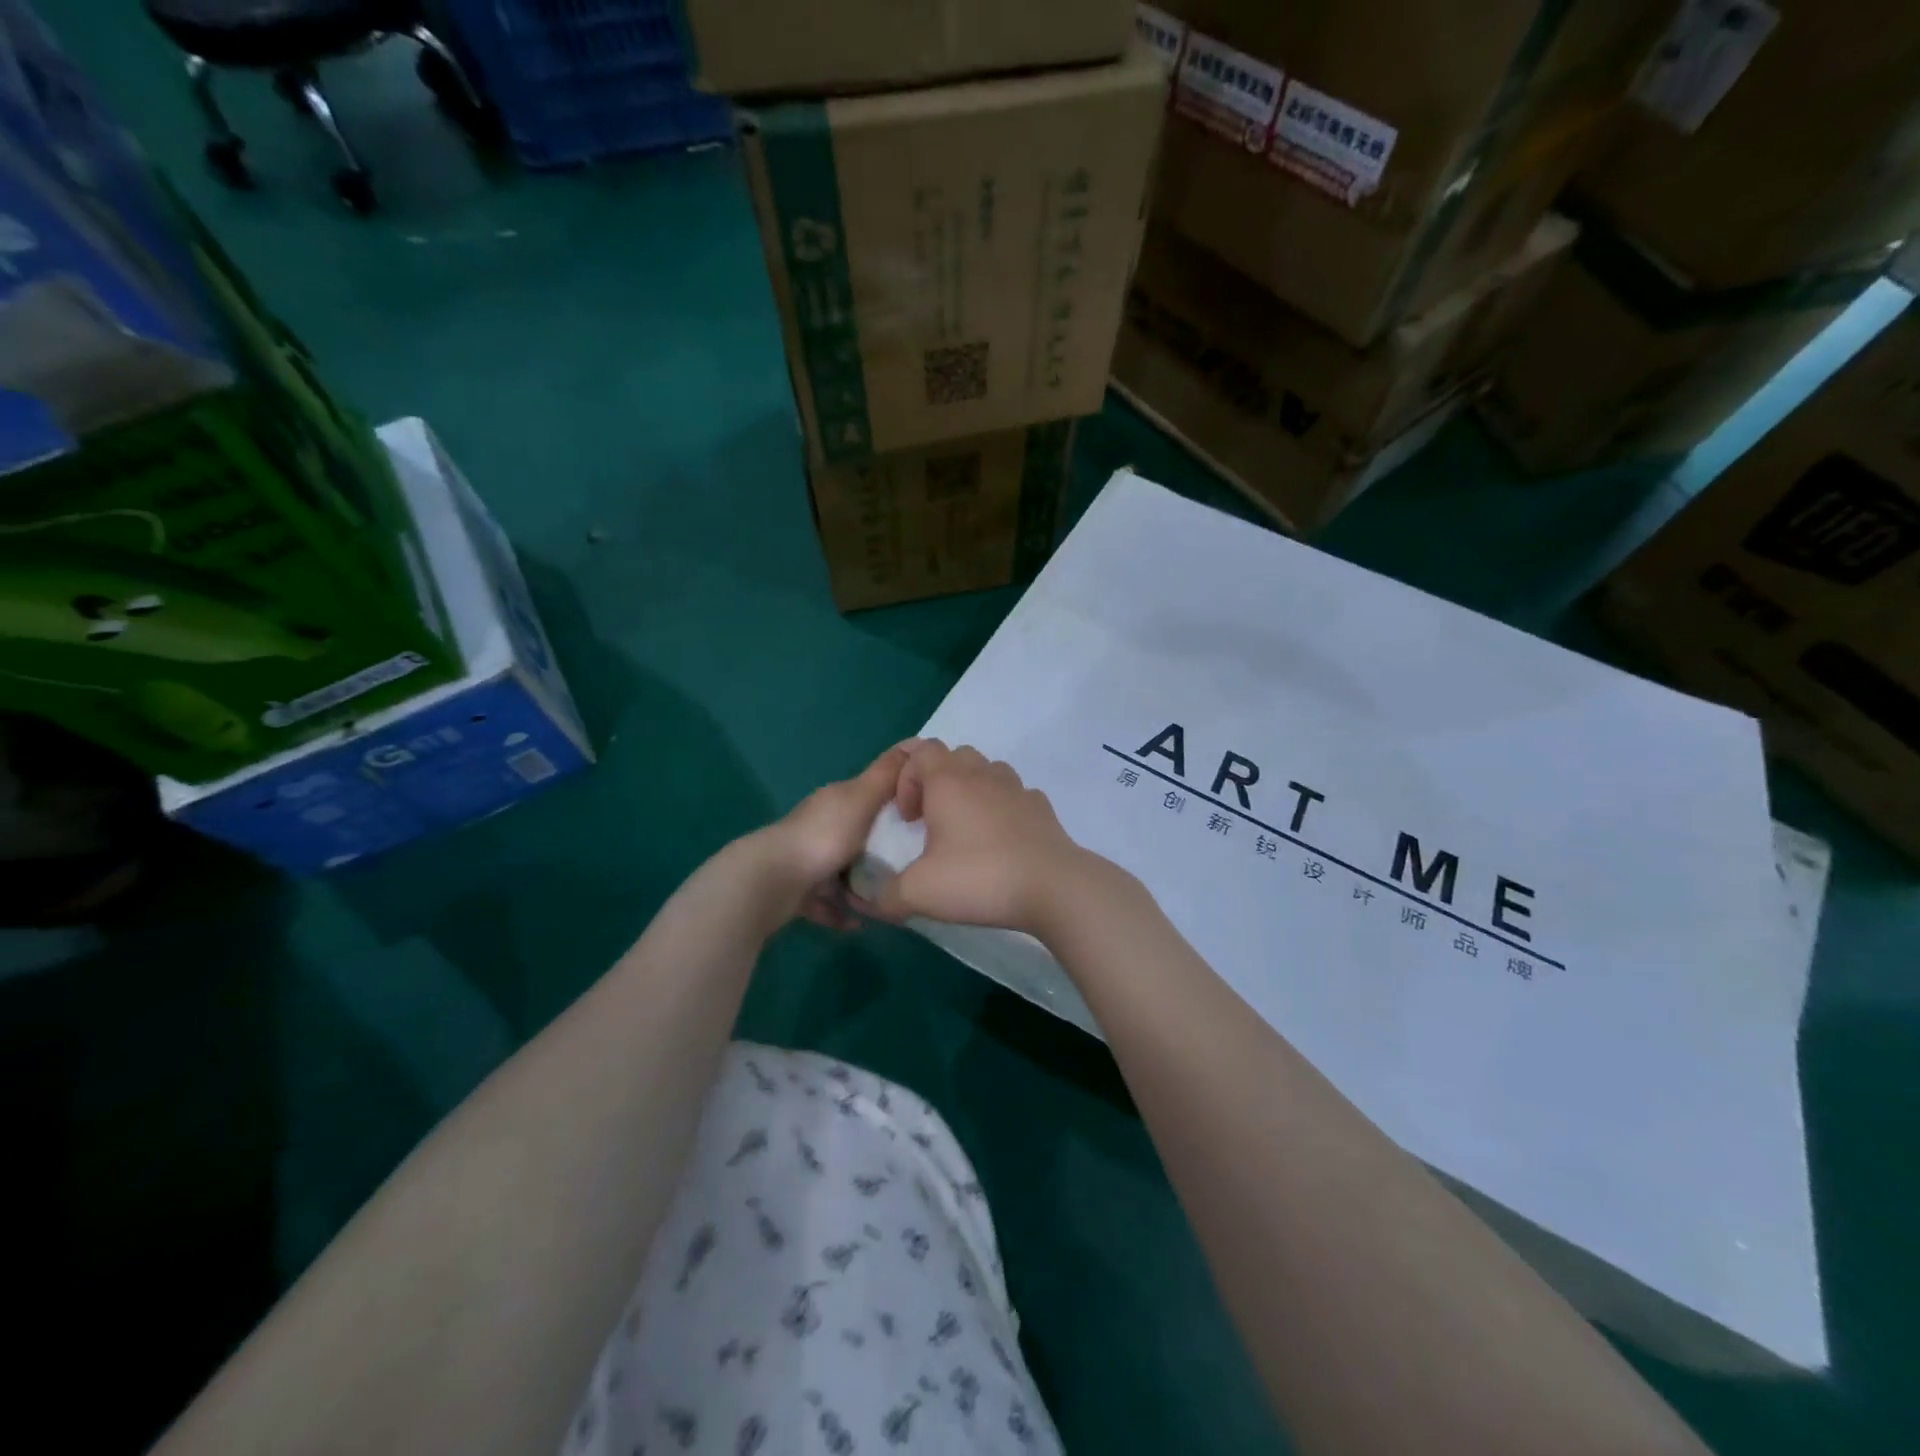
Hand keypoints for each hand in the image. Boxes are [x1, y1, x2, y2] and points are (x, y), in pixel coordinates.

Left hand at [755, 743, 911, 928]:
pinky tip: (859, 922)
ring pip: (840, 870)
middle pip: (856, 833)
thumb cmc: (823, 837)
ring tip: (888, 897)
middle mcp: (818, 825)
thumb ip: (887, 774)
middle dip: (880, 847)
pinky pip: (825, 901)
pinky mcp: (795, 891)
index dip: (895, 799)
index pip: (869, 793)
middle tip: (911, 863)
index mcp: (835, 801)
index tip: (923, 815)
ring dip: (861, 884)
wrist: (771, 881)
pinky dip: (841, 911)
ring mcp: (804, 859)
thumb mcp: (862, 798)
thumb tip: (917, 742)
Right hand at [867, 741, 1106, 936]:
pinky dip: (1001, 808)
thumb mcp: (918, 893)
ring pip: (987, 770)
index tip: (907, 818)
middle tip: (930, 819)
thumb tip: (865, 901)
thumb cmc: (979, 878)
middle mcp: (983, 775)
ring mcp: (1017, 789)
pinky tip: (1000, 841)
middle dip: (936, 780)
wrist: (1053, 887)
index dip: (905, 777)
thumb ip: (884, 895)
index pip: (920, 750)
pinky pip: (1015, 795)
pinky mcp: (1042, 809)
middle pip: (954, 755)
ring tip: (964, 828)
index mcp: (949, 782)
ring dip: (970, 790)